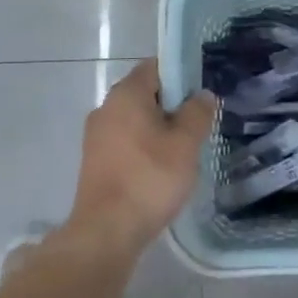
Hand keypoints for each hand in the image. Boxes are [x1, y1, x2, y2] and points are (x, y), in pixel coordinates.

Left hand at [63, 60, 217, 263]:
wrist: (107, 230)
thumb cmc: (150, 178)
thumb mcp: (186, 144)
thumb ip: (197, 113)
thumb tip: (202, 94)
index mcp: (126, 94)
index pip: (155, 67)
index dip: (181, 74)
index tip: (201, 95)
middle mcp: (106, 107)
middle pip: (144, 93)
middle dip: (172, 105)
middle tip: (197, 125)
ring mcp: (96, 135)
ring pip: (134, 120)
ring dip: (158, 129)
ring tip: (183, 151)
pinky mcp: (94, 160)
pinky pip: (125, 141)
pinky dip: (143, 147)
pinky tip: (160, 170)